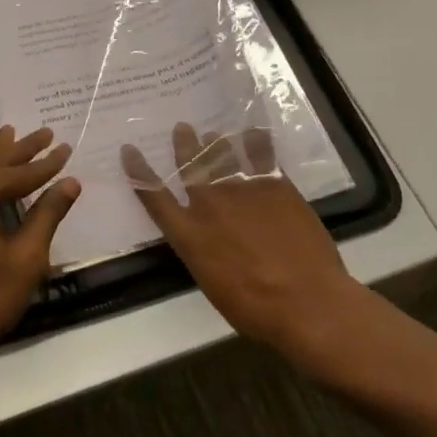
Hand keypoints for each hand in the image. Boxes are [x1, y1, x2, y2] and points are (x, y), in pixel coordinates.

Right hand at [122, 123, 363, 357]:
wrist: (307, 302)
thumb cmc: (255, 308)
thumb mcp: (212, 284)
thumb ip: (202, 252)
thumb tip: (203, 238)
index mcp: (189, 234)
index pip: (153, 196)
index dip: (139, 171)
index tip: (129, 150)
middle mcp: (210, 205)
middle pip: (190, 166)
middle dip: (184, 145)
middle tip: (183, 127)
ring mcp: (243, 191)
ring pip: (223, 155)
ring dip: (215, 142)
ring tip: (213, 133)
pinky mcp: (276, 187)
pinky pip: (261, 156)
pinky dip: (255, 143)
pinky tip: (253, 133)